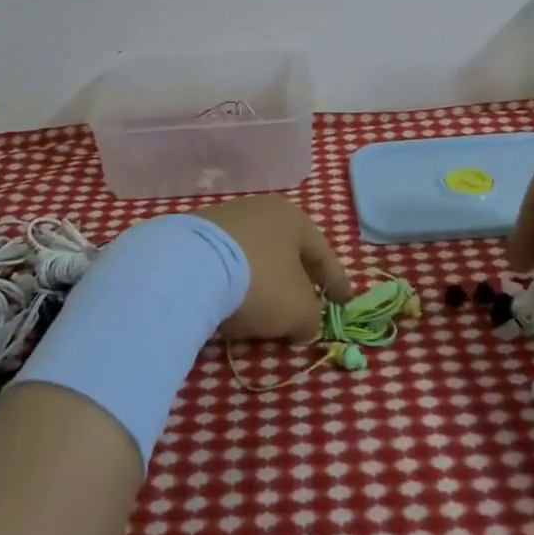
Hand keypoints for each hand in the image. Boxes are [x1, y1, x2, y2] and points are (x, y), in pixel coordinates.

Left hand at [200, 196, 352, 343]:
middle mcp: (260, 210)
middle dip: (297, 279)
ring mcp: (224, 219)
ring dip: (263, 281)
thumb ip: (311, 318)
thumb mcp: (299, 310)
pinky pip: (225, 263)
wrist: (189, 268)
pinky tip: (230, 303)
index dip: (336, 280)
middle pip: (286, 250)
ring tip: (264, 310)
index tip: (345, 300)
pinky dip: (234, 282)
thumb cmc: (260, 282)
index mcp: (293, 218)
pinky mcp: (194, 236)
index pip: (322, 252)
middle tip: (305, 304)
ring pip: (254, 255)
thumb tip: (305, 324)